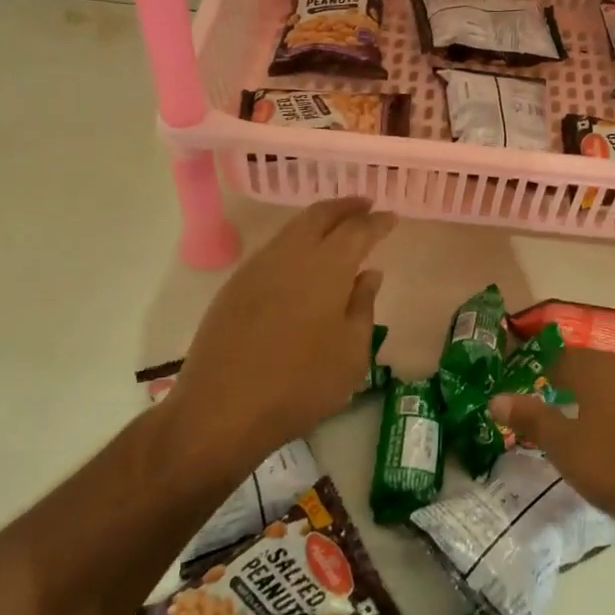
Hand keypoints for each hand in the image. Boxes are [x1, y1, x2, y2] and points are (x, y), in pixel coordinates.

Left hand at [171, 198, 394, 467]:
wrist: (222, 409)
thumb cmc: (300, 385)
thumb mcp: (351, 353)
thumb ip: (363, 306)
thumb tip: (368, 274)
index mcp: (326, 267)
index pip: (357, 230)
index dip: (377, 222)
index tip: (392, 218)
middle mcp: (290, 255)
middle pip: (319, 215)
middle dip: (345, 207)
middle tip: (365, 205)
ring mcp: (257, 268)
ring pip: (293, 229)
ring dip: (318, 221)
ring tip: (336, 228)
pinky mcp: (234, 286)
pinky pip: (273, 250)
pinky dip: (295, 243)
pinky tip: (302, 261)